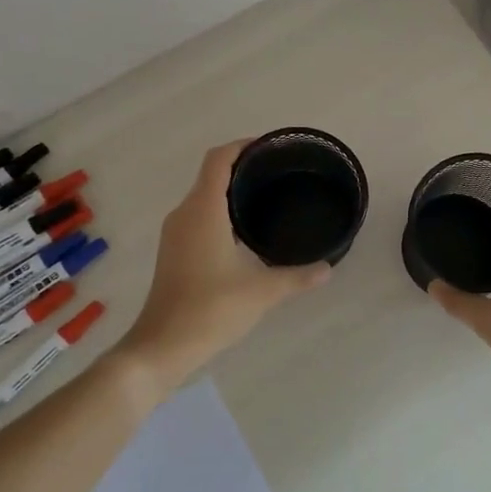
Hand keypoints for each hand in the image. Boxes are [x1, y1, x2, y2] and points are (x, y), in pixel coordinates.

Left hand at [116, 140, 332, 390]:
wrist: (162, 345)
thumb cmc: (210, 310)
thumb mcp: (262, 292)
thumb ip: (297, 277)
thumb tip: (328, 268)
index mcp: (203, 211)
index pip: (218, 159)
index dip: (243, 146)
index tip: (271, 148)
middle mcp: (184, 213)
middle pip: (211, 174)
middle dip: (242, 167)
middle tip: (279, 173)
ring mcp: (175, 233)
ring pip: (203, 195)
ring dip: (230, 190)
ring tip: (266, 196)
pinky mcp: (173, 250)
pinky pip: (198, 214)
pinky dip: (220, 210)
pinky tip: (244, 229)